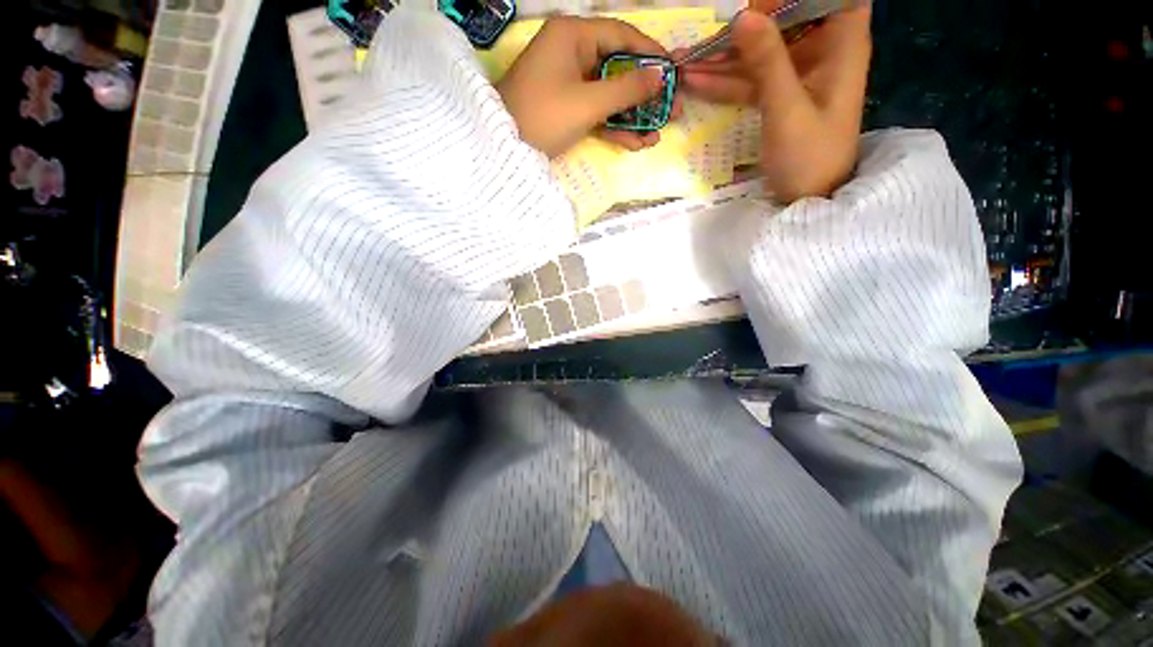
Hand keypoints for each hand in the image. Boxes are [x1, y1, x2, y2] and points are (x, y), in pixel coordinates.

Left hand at [497, 17, 672, 157]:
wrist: (504, 149)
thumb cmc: (543, 116)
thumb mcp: (587, 103)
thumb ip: (626, 90)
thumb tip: (659, 77)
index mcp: (573, 36)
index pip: (621, 36)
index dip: (650, 54)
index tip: (674, 72)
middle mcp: (572, 53)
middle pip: (619, 68)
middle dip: (645, 94)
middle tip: (671, 111)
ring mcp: (569, 82)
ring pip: (609, 94)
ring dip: (632, 116)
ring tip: (656, 135)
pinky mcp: (566, 107)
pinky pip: (596, 111)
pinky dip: (614, 126)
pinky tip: (634, 143)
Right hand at [676, 3, 871, 200]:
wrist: (808, 200)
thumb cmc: (809, 157)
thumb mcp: (786, 109)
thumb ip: (766, 61)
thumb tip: (741, 15)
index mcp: (842, 43)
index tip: (757, 5)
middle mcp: (823, 50)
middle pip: (785, 18)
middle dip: (746, 24)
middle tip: (707, 34)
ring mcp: (799, 73)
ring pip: (761, 51)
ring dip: (724, 56)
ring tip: (685, 58)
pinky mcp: (780, 95)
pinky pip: (751, 80)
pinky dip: (725, 81)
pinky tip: (694, 81)